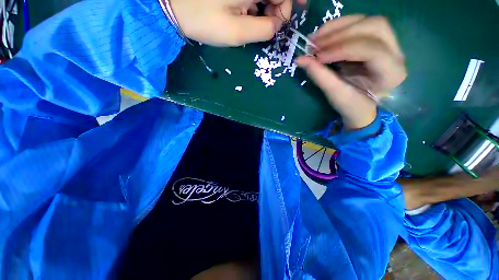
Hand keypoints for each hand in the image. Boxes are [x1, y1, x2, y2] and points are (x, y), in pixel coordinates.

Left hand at [170, 0, 291, 46]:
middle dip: (278, 8)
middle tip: (270, 26)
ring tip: (253, 22)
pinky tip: (246, 15)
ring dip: (265, 9)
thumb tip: (277, 24)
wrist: (176, 10)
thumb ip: (263, 29)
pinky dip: (255, 7)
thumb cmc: (205, 21)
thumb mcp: (237, 33)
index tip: (299, 10)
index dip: (293, 1)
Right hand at [296, 15, 405, 129]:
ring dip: (338, 27)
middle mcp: (396, 53)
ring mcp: (389, 43)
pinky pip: (359, 23)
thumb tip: (299, 60)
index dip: (341, 49)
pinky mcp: (377, 39)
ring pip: (367, 21)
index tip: (317, 57)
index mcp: (391, 74)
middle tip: (315, 45)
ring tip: (314, 39)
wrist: (361, 106)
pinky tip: (322, 35)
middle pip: (374, 27)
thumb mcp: (335, 94)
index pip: (371, 50)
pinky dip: (338, 26)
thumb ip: (320, 75)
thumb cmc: (351, 105)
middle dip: (341, 33)